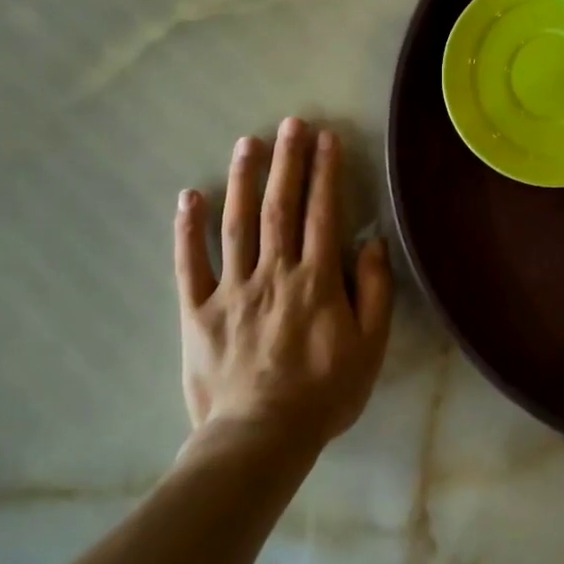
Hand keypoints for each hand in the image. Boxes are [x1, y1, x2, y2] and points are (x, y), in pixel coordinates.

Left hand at [174, 117, 391, 454]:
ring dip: (243, 180)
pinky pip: (190, 265)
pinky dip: (188, 229)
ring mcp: (231, 290)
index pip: (322, 213)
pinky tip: (189, 196)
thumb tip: (372, 241)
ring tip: (248, 143)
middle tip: (290, 123)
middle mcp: (274, 273)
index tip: (326, 138)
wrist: (259, 440)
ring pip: (237, 224)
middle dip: (287, 161)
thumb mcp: (370, 346)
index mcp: (316, 280)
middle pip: (280, 207)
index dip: (325, 172)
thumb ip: (375, 290)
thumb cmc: (324, 393)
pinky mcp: (197, 312)